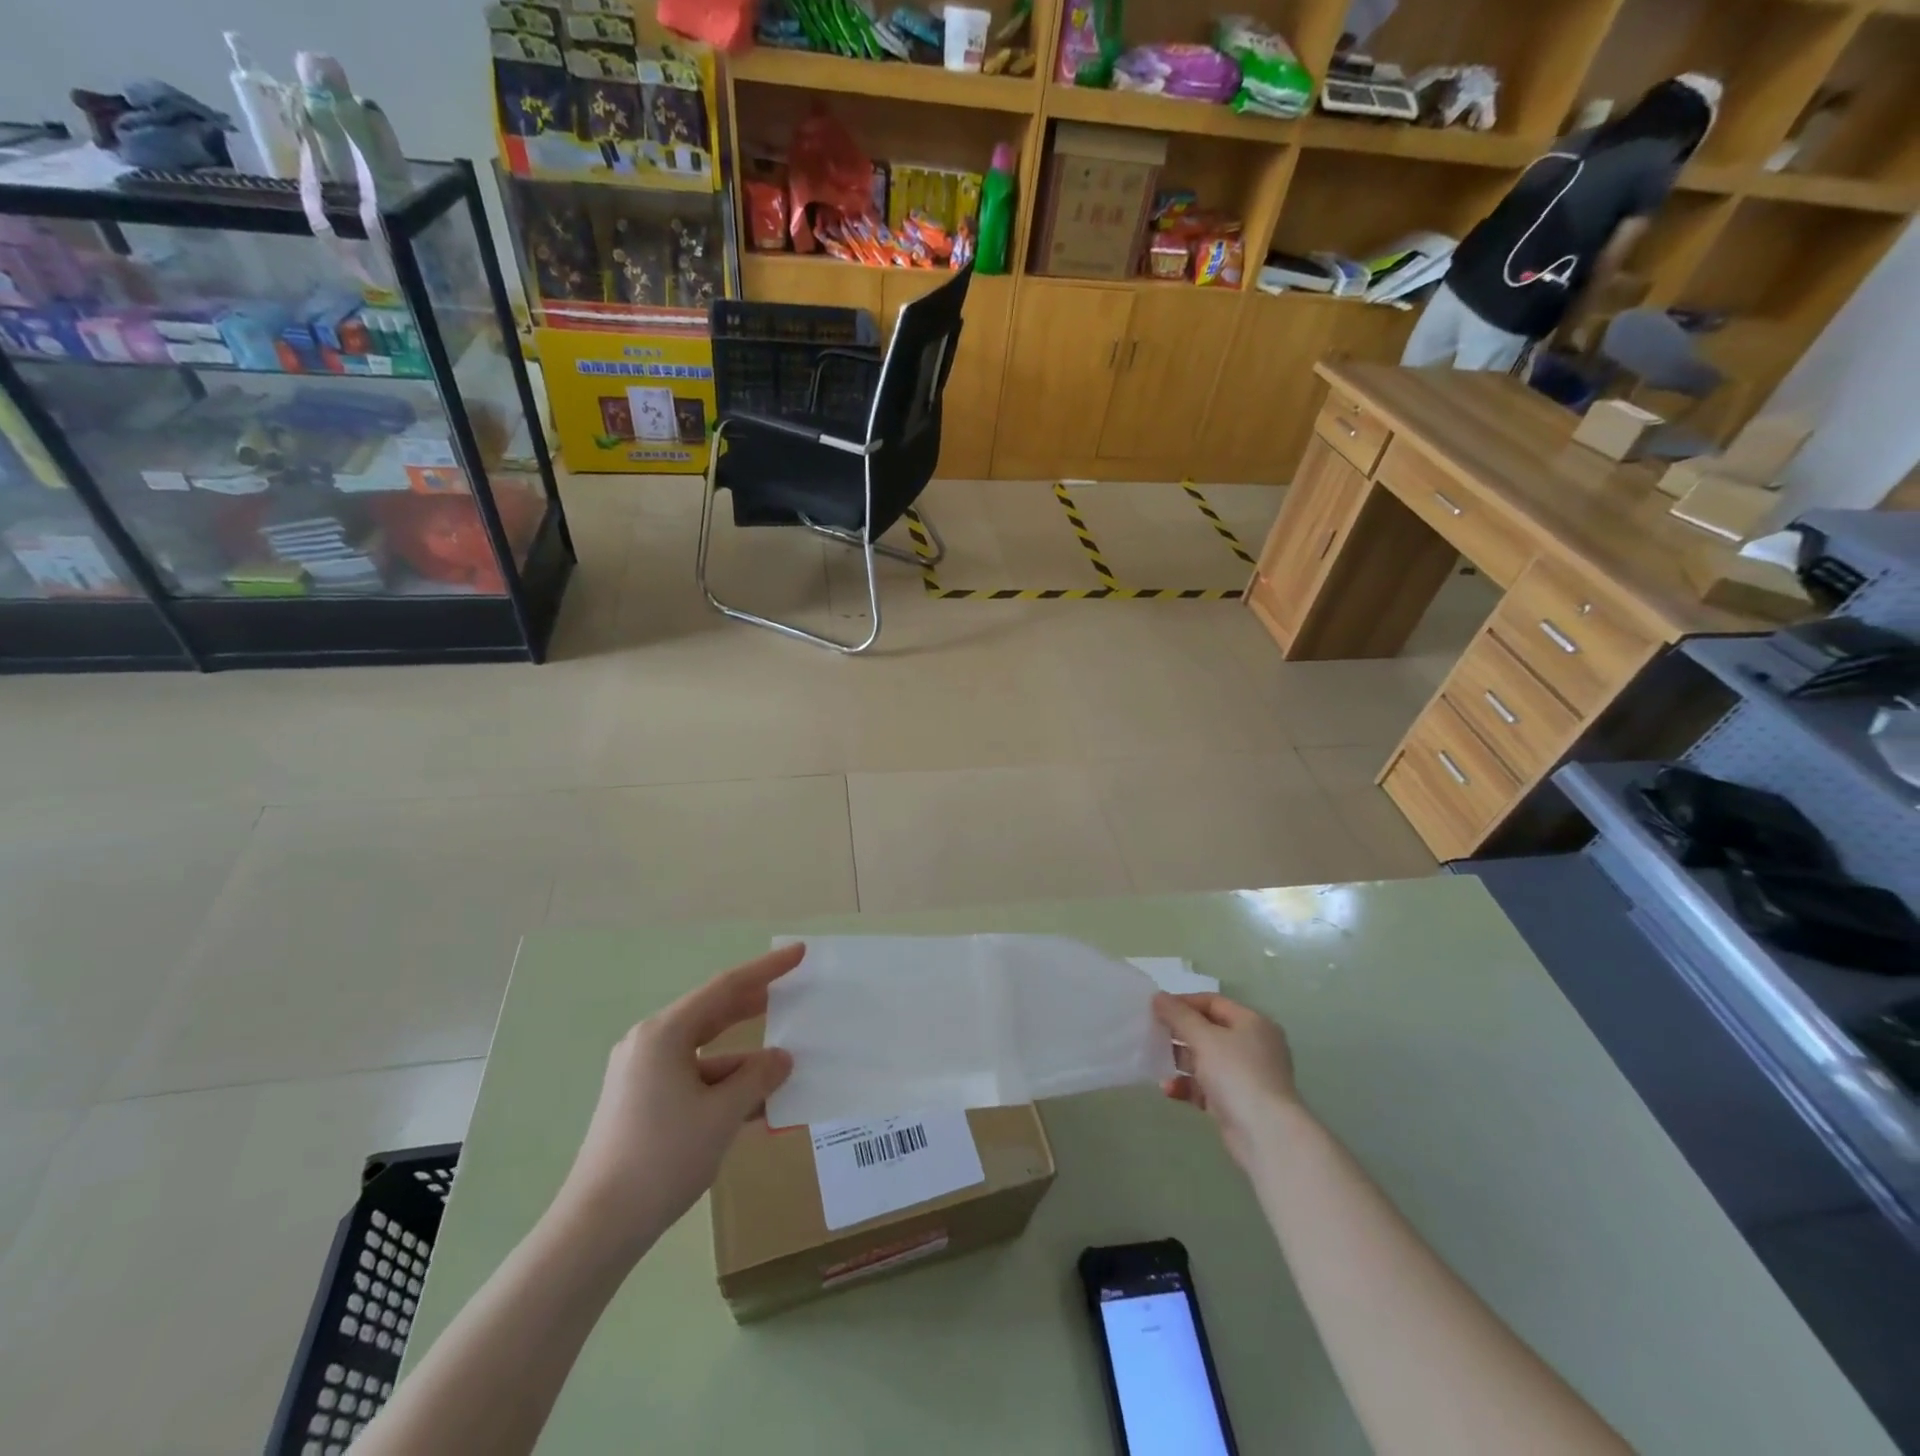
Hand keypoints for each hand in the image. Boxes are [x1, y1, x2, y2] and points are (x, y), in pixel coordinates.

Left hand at [558, 943, 800, 1258]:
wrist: (597, 1228)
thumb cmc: (662, 1158)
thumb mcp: (722, 1115)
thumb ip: (757, 1078)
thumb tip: (781, 1059)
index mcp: (664, 1034)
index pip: (725, 988)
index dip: (766, 969)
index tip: (798, 953)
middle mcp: (650, 1044)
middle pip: (712, 1013)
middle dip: (754, 1005)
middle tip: (792, 993)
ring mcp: (642, 1074)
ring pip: (705, 1052)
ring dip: (743, 1059)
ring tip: (784, 1065)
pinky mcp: (641, 1102)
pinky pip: (693, 1079)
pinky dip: (723, 1085)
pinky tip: (755, 1103)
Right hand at [1152, 992, 1299, 1171]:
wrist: (1266, 1135)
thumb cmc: (1237, 1074)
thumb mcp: (1204, 1038)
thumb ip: (1179, 1015)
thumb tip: (1158, 997)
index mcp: (1252, 1023)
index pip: (1213, 1002)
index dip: (1183, 1002)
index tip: (1156, 1008)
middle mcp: (1252, 1046)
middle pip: (1208, 1031)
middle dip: (1179, 1033)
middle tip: (1151, 1033)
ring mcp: (1245, 1076)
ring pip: (1205, 1060)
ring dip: (1180, 1061)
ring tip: (1154, 1061)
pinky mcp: (1237, 1102)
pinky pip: (1207, 1086)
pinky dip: (1188, 1086)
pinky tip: (1169, 1089)